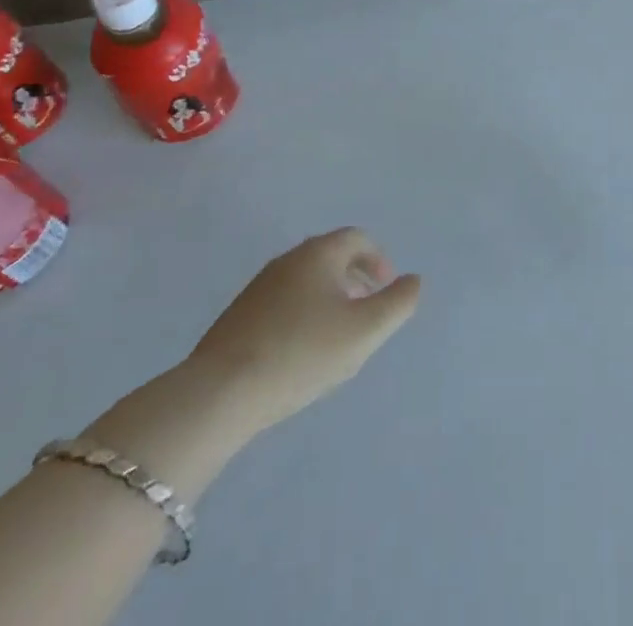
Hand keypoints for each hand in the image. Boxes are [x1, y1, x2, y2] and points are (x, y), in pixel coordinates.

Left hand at [186, 227, 420, 432]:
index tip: (387, 288)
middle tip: (368, 309)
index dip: (379, 259)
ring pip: (306, 280)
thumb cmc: (302, 353)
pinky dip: (303, 313)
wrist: (219, 393)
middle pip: (331, 256)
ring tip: (338, 334)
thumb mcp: (365, 331)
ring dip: (329, 296)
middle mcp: (288, 259)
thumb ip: (398, 303)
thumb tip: (413, 281)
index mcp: (319, 253)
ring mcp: (259, 287)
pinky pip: (283, 302)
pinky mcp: (238, 315)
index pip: (357, 238)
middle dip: (355, 277)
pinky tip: (302, 351)